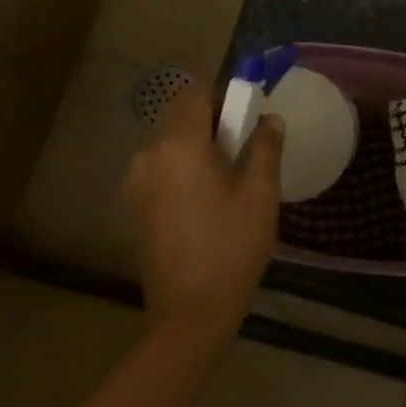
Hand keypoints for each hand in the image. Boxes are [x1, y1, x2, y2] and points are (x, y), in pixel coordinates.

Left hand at [125, 87, 283, 338]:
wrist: (191, 311)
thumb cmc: (232, 246)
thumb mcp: (260, 194)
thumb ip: (265, 147)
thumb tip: (270, 118)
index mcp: (180, 145)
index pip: (196, 95)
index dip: (224, 97)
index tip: (248, 116)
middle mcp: (150, 155)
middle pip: (180, 117)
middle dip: (212, 121)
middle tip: (244, 148)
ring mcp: (137, 182)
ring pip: (170, 144)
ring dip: (197, 146)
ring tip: (228, 178)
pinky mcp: (135, 206)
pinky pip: (162, 168)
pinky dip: (183, 168)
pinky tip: (206, 199)